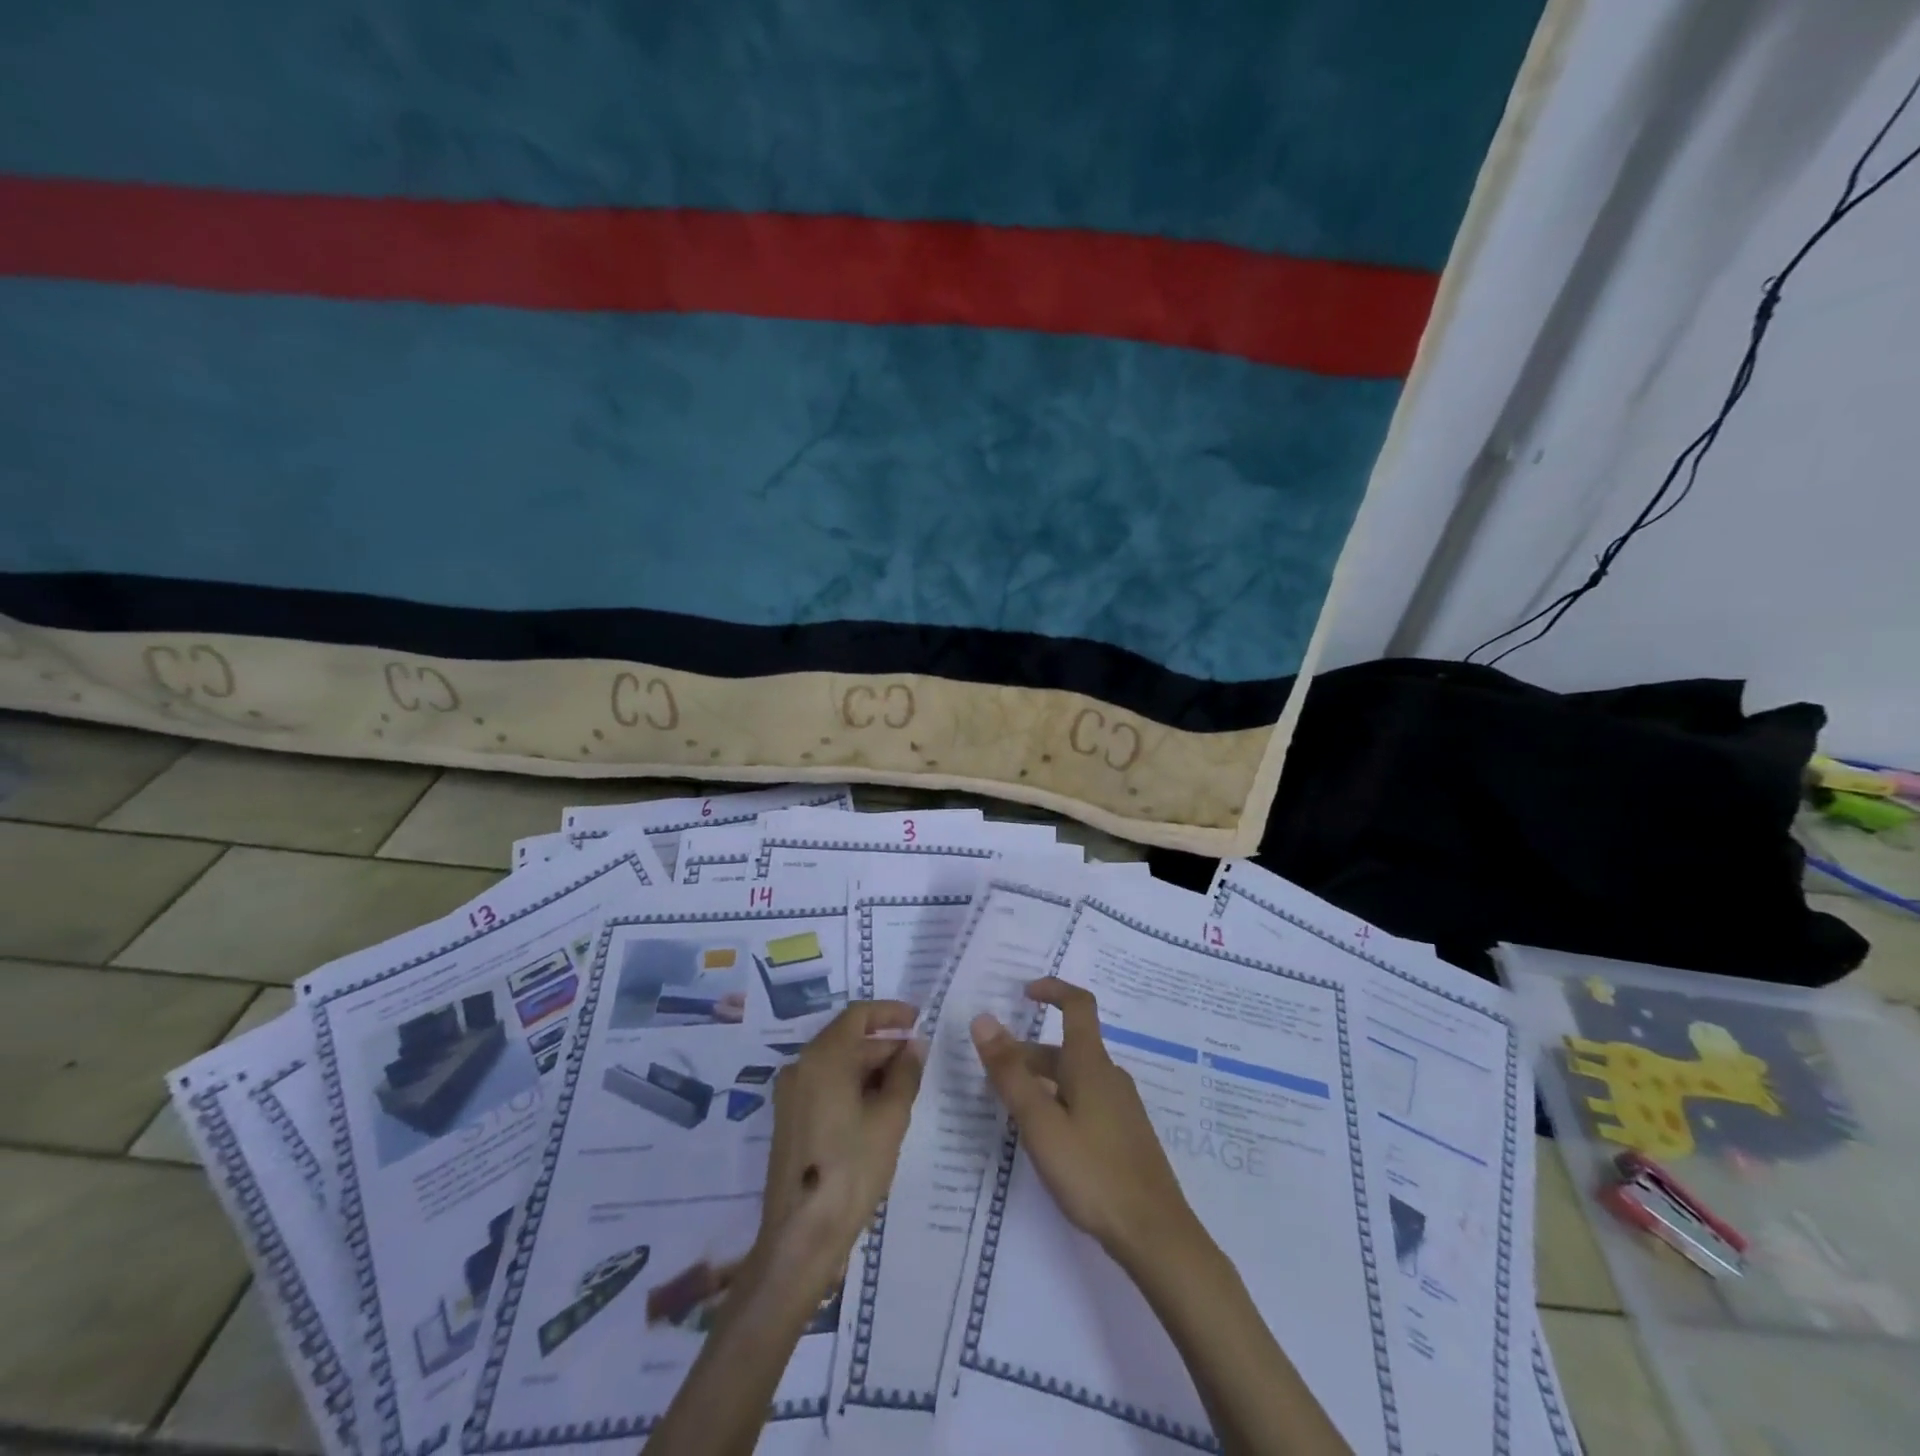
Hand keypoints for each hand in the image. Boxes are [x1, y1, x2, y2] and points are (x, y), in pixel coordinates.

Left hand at [751, 1000, 924, 1288]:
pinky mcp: (790, 1119)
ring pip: (837, 1063)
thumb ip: (905, 1074)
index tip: (918, 1018)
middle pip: (847, 1039)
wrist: (801, 1237)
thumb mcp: (889, 1119)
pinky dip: (853, 1085)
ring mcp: (791, 1094)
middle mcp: (801, 1066)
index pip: (858, 1015)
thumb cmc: (851, 1170)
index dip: (890, 1012)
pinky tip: (879, 1107)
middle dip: (884, 1044)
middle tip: (919, 1058)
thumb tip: (914, 1044)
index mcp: (822, 1058)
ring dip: (870, 1066)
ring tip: (905, 1085)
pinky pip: (825, 1085)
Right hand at [972, 980, 1201, 1268]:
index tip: (1023, 992)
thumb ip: (1010, 1073)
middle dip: (1028, 1054)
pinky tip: (1046, 1139)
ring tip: (1010, 1110)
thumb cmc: (1093, 1173)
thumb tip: (983, 1019)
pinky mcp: (1125, 1135)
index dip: (1052, 990)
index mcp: (1091, 1064)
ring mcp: (1121, 1107)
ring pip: (1074, 1078)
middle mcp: (1109, 1076)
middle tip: (992, 1075)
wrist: (1157, 1235)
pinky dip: (1059, 1103)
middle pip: (1066, 1049)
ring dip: (1041, 1082)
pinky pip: (1085, 1101)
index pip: (1077, 1005)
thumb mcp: (1041, 1123)